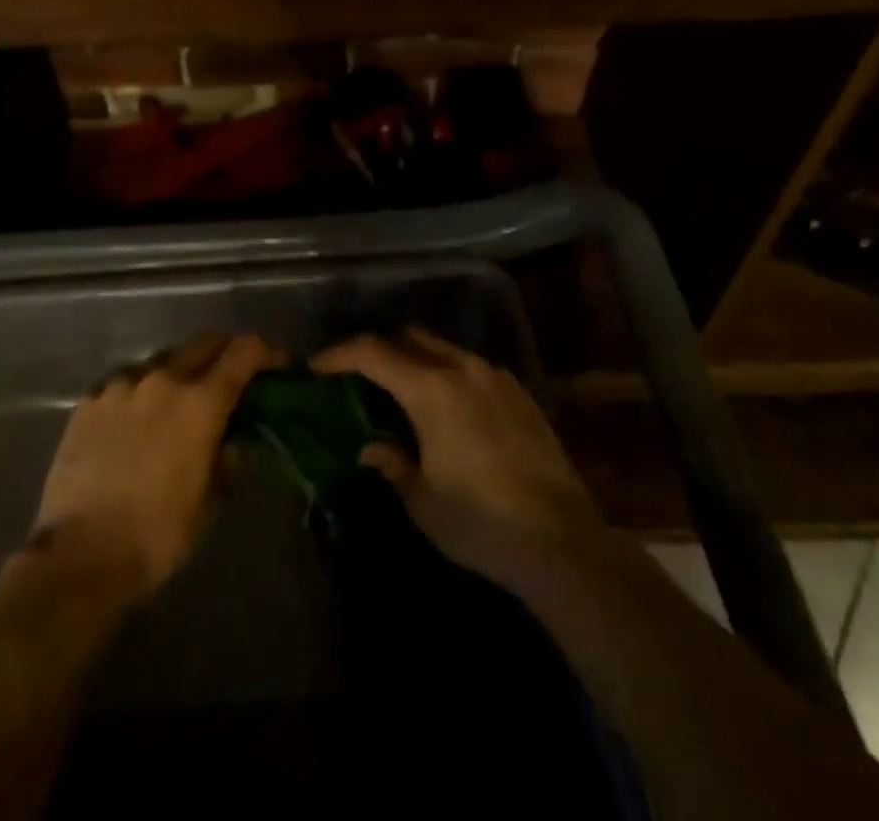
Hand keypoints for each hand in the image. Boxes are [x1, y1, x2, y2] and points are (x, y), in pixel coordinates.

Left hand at [30, 333, 281, 601]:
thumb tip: (232, 439)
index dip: (268, 352)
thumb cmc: (158, 534)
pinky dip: (142, 392)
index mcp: (201, 401)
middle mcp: (163, 378)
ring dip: (181, 373)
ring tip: (178, 403)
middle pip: (206, 342)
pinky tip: (137, 420)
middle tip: (234, 378)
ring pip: (164, 360)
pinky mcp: (90, 400)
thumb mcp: (210, 500)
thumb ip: (227, 458)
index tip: (279, 364)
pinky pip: (126, 381)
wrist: (79, 556)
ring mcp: (122, 384)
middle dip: (227, 353)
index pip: (245, 351)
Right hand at [312, 330, 602, 587]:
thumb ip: (391, 463)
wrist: (562, 541)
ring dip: (415, 359)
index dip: (339, 354)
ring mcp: (496, 378)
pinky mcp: (519, 394)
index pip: (373, 353)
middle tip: (357, 375)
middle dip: (379, 348)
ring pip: (443, 349)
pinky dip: (447, 373)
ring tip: (400, 390)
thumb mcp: (422, 500)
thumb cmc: (481, 522)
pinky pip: (471, 368)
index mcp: (432, 390)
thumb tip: (371, 447)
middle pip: (410, 338)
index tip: (316, 366)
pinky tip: (446, 408)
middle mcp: (463, 369)